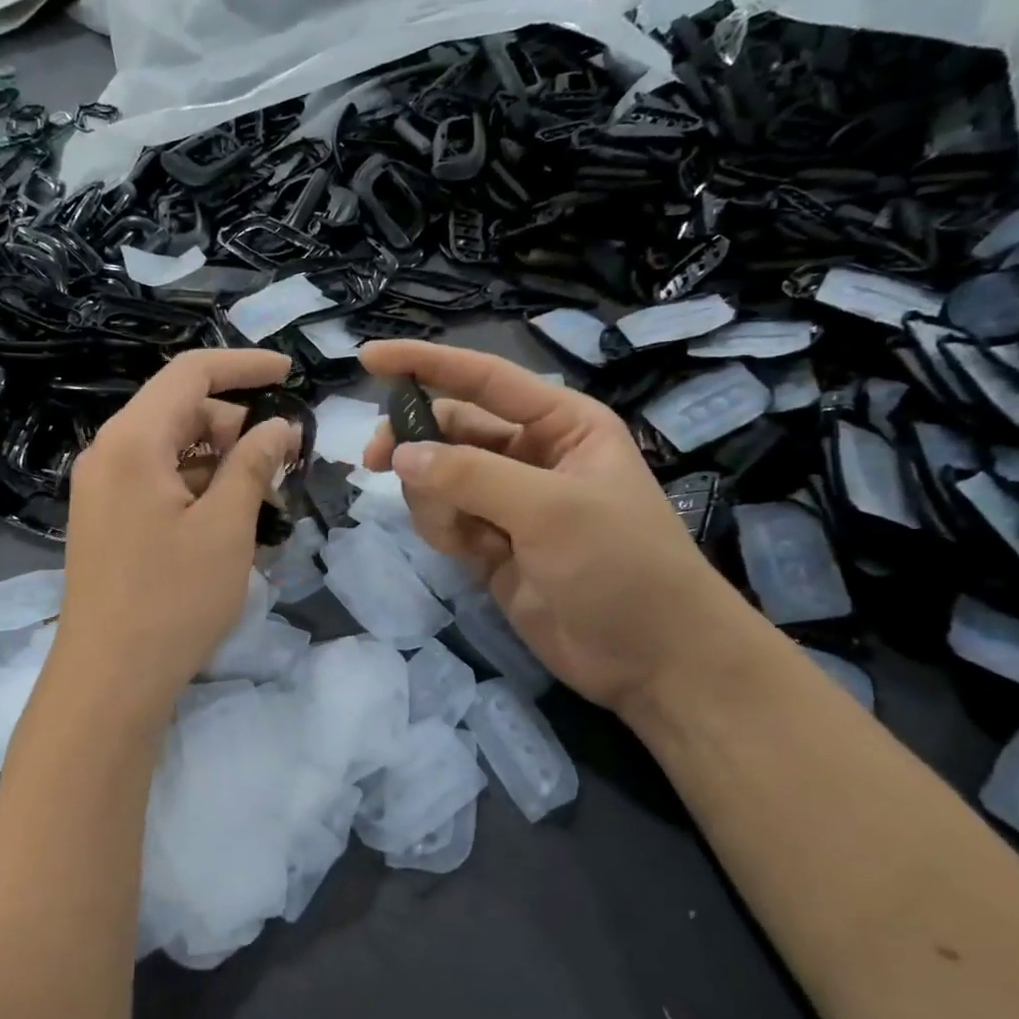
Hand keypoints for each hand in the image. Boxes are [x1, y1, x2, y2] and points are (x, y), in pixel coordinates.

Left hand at [58, 348, 300, 705]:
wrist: (108, 681)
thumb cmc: (173, 600)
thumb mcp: (227, 527)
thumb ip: (253, 463)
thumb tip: (279, 425)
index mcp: (132, 441)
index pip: (191, 374)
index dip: (244, 366)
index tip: (290, 374)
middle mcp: (108, 453)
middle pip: (181, 412)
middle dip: (236, 427)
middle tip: (283, 464)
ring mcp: (102, 488)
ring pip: (172, 450)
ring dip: (220, 463)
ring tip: (262, 503)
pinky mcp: (105, 519)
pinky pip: (157, 481)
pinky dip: (197, 487)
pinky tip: (228, 523)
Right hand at [359, 340, 746, 714]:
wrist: (652, 661)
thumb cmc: (621, 566)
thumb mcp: (551, 511)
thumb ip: (471, 476)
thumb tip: (401, 454)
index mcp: (561, 423)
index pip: (483, 378)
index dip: (425, 363)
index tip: (367, 357)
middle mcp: (531, 454)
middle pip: (450, 429)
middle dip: (415, 443)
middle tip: (375, 461)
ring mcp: (508, 501)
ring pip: (439, 478)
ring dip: (433, 500)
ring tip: (464, 535)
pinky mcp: (491, 544)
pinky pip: (443, 519)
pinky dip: (443, 530)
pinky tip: (471, 555)